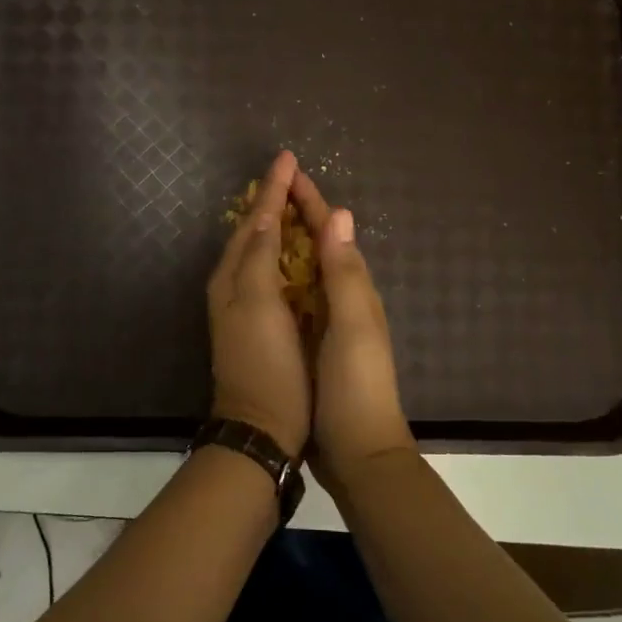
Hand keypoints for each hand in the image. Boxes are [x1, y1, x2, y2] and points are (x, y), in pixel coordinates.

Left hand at [206, 150, 311, 457]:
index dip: (271, 189)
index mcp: (233, 276)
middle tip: (293, 175)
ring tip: (296, 201)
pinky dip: (285, 253)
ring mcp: (247, 305)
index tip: (287, 158)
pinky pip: (272, 273)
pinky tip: (300, 251)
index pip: (254, 221)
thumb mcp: (258, 304)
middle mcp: (235, 285)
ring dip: (277, 224)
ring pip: (262, 251)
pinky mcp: (263, 322)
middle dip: (272, 202)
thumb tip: (264, 215)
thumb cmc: (265, 363)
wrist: (261, 427)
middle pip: (253, 232)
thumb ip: (259, 257)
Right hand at [288, 169, 415, 486]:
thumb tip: (340, 213)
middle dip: (298, 214)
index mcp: (355, 289)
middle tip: (269, 189)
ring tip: (262, 222)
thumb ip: (346, 273)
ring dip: (289, 242)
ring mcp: (329, 322)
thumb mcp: (353, 326)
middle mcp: (344, 298)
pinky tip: (265, 279)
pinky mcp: (314, 343)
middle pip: (320, 245)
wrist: (358, 451)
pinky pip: (297, 297)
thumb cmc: (356, 386)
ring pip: (307, 269)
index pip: (331, 232)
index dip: (310, 201)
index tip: (288, 171)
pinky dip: (282, 278)